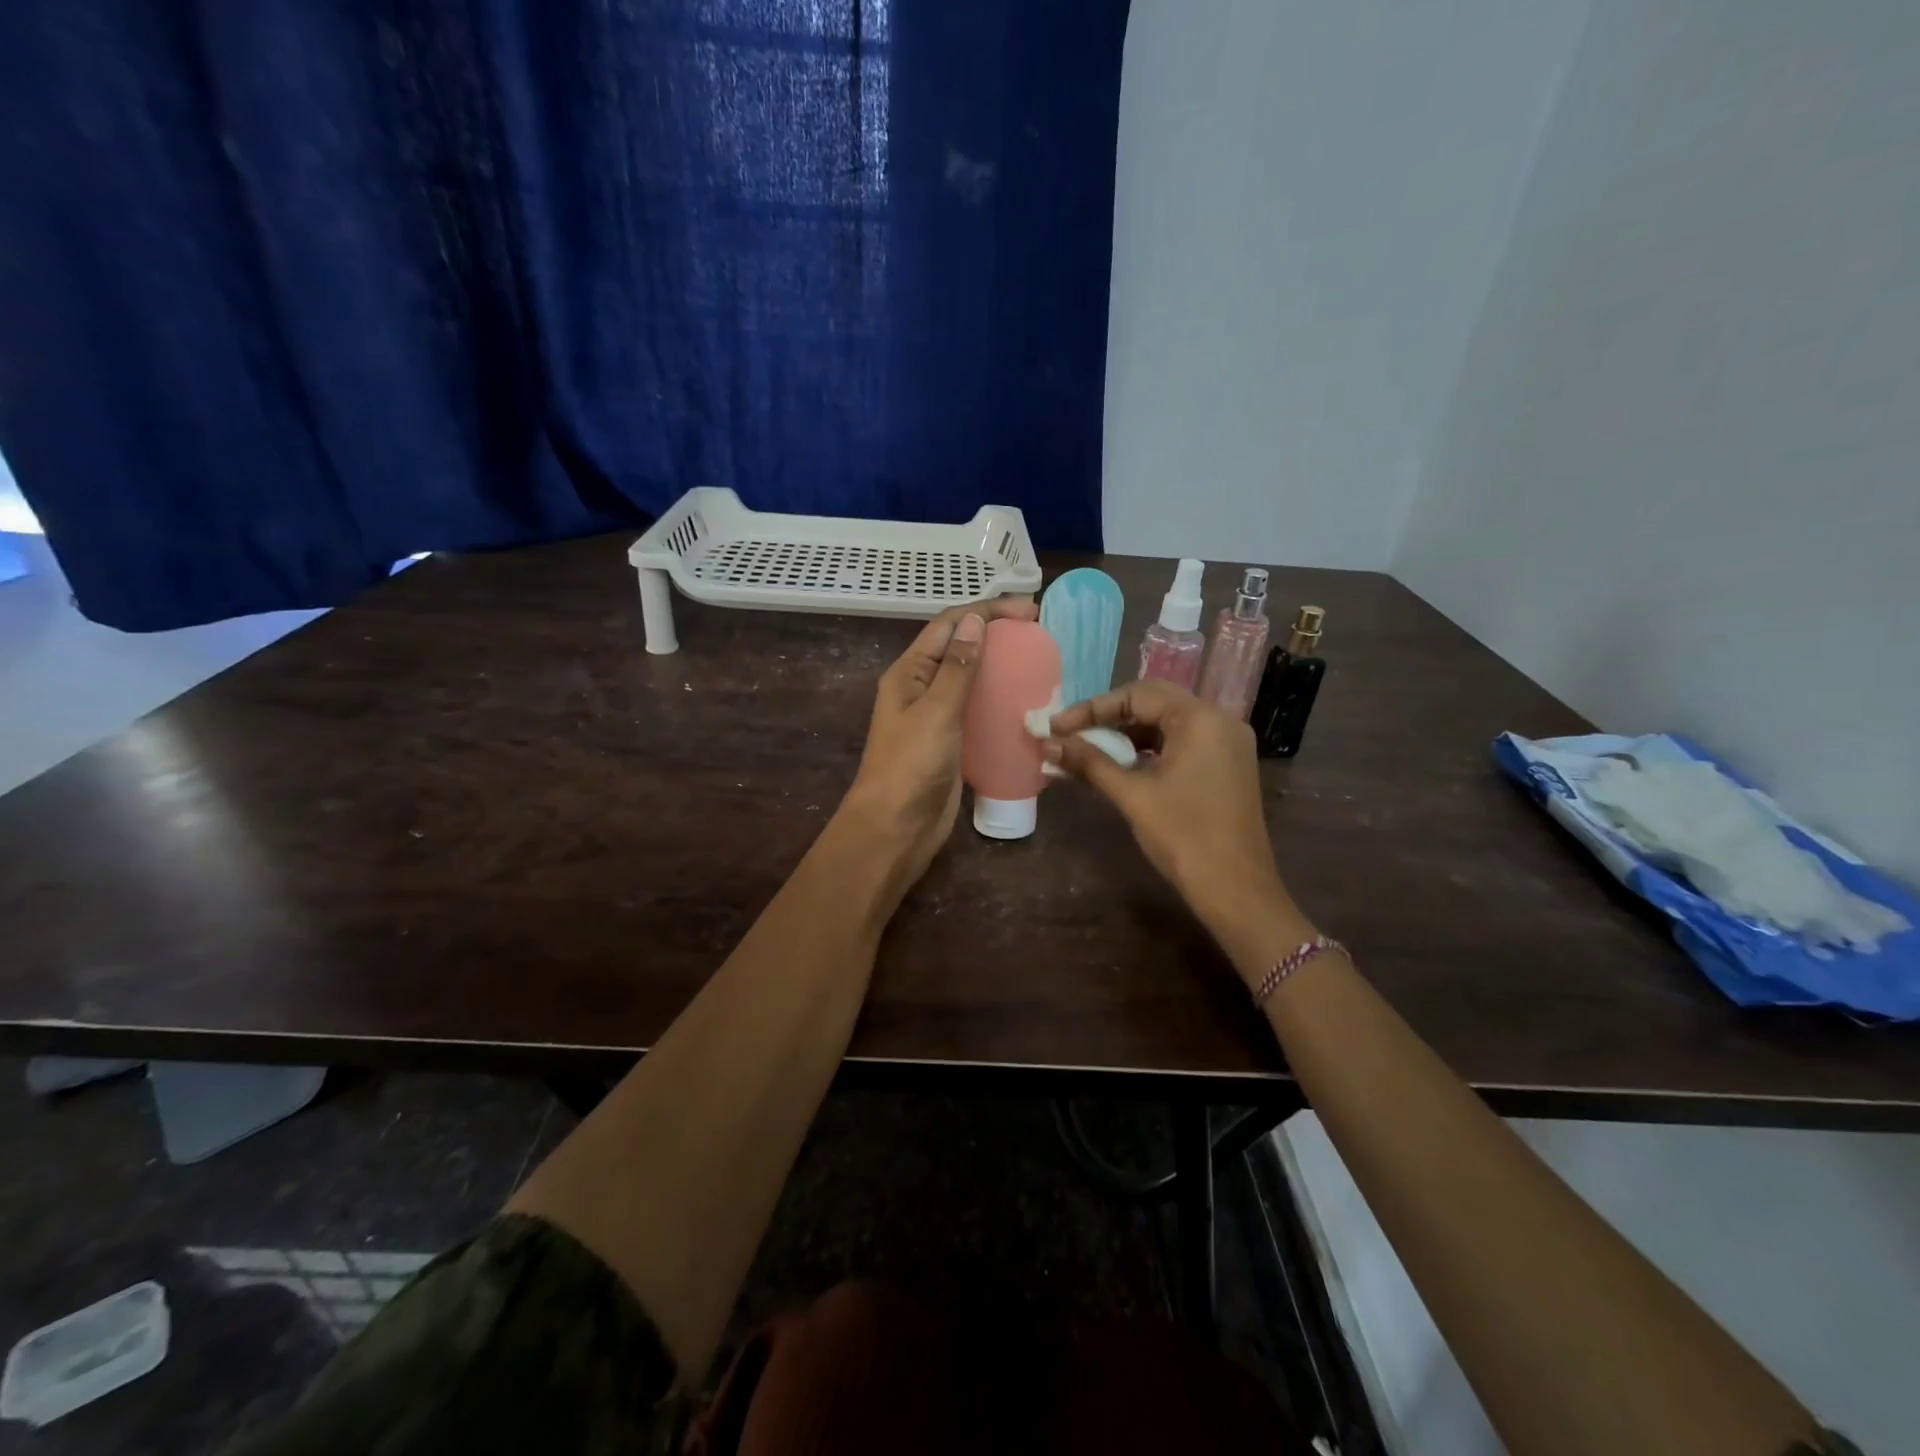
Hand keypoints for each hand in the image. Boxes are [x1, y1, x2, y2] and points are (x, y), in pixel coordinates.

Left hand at [840, 596, 1039, 890]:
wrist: (896, 828)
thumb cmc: (911, 766)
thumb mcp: (936, 711)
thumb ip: (957, 667)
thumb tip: (976, 621)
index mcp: (909, 673)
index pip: (949, 625)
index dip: (987, 611)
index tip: (1029, 611)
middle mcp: (921, 688)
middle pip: (961, 648)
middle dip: (997, 635)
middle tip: (1039, 634)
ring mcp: (936, 717)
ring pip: (971, 680)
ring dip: (1000, 667)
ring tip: (1038, 663)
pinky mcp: (952, 742)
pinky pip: (978, 711)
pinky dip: (1000, 701)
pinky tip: (1026, 703)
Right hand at [1045, 680, 1287, 925]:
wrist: (1235, 890)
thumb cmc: (1183, 837)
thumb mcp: (1132, 795)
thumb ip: (1090, 763)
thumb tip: (1048, 744)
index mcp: (1200, 719)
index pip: (1137, 695)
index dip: (1092, 708)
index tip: (1056, 727)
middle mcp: (1220, 720)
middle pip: (1154, 702)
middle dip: (1108, 717)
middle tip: (1070, 733)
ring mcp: (1228, 744)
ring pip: (1167, 723)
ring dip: (1127, 733)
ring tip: (1088, 749)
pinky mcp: (1227, 766)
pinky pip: (1182, 742)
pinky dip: (1149, 748)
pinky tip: (1121, 764)